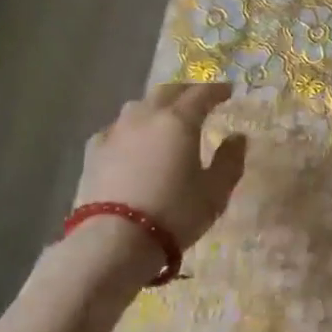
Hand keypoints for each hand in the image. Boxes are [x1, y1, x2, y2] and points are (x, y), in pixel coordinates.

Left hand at [72, 83, 247, 257]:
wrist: (114, 241)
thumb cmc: (174, 213)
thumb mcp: (215, 192)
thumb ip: (229, 161)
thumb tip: (237, 138)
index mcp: (179, 121)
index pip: (201, 93)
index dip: (217, 90)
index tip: (228, 91)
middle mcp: (146, 116)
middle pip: (167, 91)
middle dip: (185, 91)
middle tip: (198, 99)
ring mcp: (116, 132)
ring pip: (138, 106)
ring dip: (155, 106)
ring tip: (164, 118)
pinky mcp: (94, 152)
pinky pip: (115, 129)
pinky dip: (129, 129)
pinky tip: (130, 142)